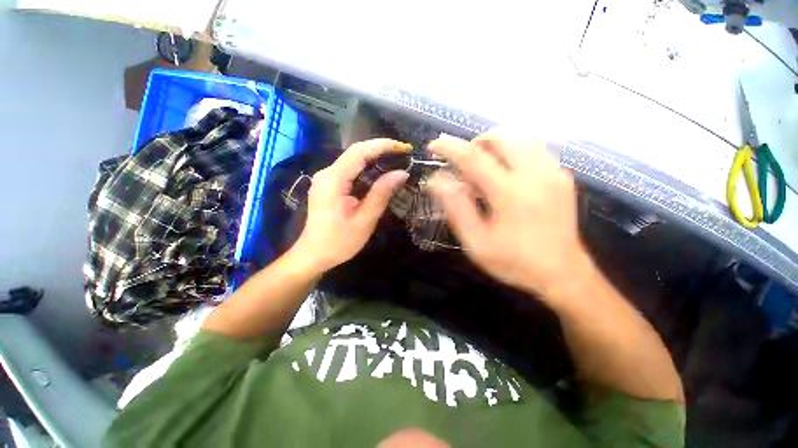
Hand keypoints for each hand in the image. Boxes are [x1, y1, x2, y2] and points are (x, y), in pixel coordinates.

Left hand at [292, 138, 410, 272]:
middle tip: (403, 153)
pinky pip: (349, 170)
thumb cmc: (339, 242)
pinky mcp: (328, 185)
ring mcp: (326, 178)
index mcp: (333, 180)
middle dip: (380, 149)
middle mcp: (327, 173)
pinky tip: (380, 172)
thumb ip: (381, 194)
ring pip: (353, 159)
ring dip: (374, 157)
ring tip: (396, 159)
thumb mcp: (364, 220)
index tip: (403, 147)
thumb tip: (401, 173)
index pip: (359, 152)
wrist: (313, 255)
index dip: (382, 145)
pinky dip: (366, 168)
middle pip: (355, 152)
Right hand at [427, 131, 589, 298]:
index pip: (473, 157)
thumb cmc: (515, 262)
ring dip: (495, 144)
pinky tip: (506, 173)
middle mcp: (535, 174)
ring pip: (521, 137)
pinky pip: (534, 149)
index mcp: (510, 193)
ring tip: (483, 166)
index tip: (434, 146)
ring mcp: (553, 173)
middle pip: (502, 136)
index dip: (449, 147)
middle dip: (476, 142)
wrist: (563, 274)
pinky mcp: (562, 177)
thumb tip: (437, 180)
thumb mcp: (476, 242)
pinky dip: (513, 151)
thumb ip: (456, 208)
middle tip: (463, 163)